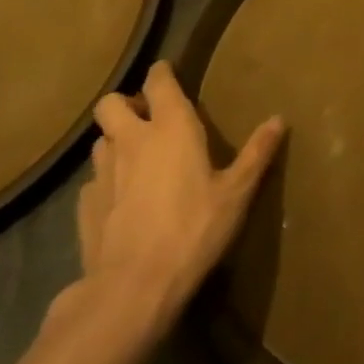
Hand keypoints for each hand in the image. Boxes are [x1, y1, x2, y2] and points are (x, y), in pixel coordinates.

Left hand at [73, 61, 283, 329]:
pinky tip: (122, 202)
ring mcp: (102, 174)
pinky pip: (93, 181)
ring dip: (116, 142)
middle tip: (149, 120)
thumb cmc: (193, 230)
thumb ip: (257, 153)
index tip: (169, 74)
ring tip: (136, 159)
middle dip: (126, 105)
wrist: (132, 289)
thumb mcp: (236, 193)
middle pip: (110, 104)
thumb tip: (279, 119)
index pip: (158, 81)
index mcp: (171, 128)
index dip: (162, 73)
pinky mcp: (85, 207)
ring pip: (100, 141)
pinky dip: (106, 182)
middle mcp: (131, 141)